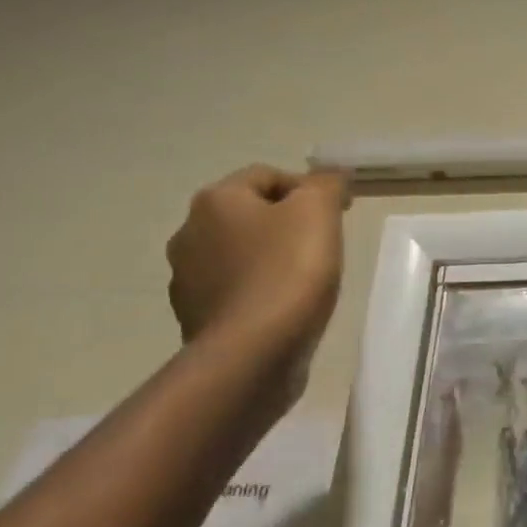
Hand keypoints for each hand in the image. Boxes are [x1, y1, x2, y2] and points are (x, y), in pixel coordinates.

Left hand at [165, 165, 348, 343]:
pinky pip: (233, 292)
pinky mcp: (194, 318)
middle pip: (249, 215)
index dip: (308, 188)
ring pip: (238, 254)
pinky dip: (257, 292)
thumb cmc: (288, 271)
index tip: (340, 213)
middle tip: (323, 245)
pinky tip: (282, 309)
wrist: (252, 352)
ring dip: (268, 258)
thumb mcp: (319, 212)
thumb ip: (326, 184)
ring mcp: (186, 279)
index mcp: (215, 200)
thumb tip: (330, 175)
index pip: (267, 176)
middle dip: (285, 224)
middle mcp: (189, 232)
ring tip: (305, 280)